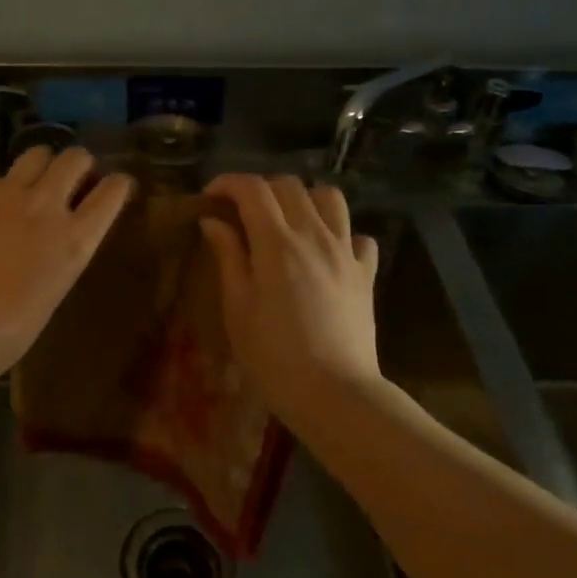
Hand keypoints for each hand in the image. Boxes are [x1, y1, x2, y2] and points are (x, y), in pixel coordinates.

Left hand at [0, 146, 134, 383]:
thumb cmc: (10, 330)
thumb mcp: (56, 288)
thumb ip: (64, 251)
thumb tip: (63, 235)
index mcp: (76, 239)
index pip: (113, 191)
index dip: (119, 184)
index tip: (117, 187)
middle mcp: (47, 206)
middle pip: (76, 158)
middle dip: (81, 165)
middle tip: (75, 181)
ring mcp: (9, 195)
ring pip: (38, 153)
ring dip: (45, 163)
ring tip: (38, 182)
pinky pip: (2, 176)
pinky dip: (8, 185)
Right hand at [199, 173, 381, 413]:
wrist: (335, 394)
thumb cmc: (273, 356)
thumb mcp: (237, 308)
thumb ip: (228, 257)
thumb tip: (213, 221)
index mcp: (277, 242)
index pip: (252, 189)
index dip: (228, 183)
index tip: (211, 197)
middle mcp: (314, 235)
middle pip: (289, 186)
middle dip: (261, 189)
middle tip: (242, 212)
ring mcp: (345, 252)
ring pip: (330, 198)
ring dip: (304, 200)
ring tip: (288, 222)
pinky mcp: (366, 274)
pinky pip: (359, 237)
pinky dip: (341, 235)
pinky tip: (327, 253)